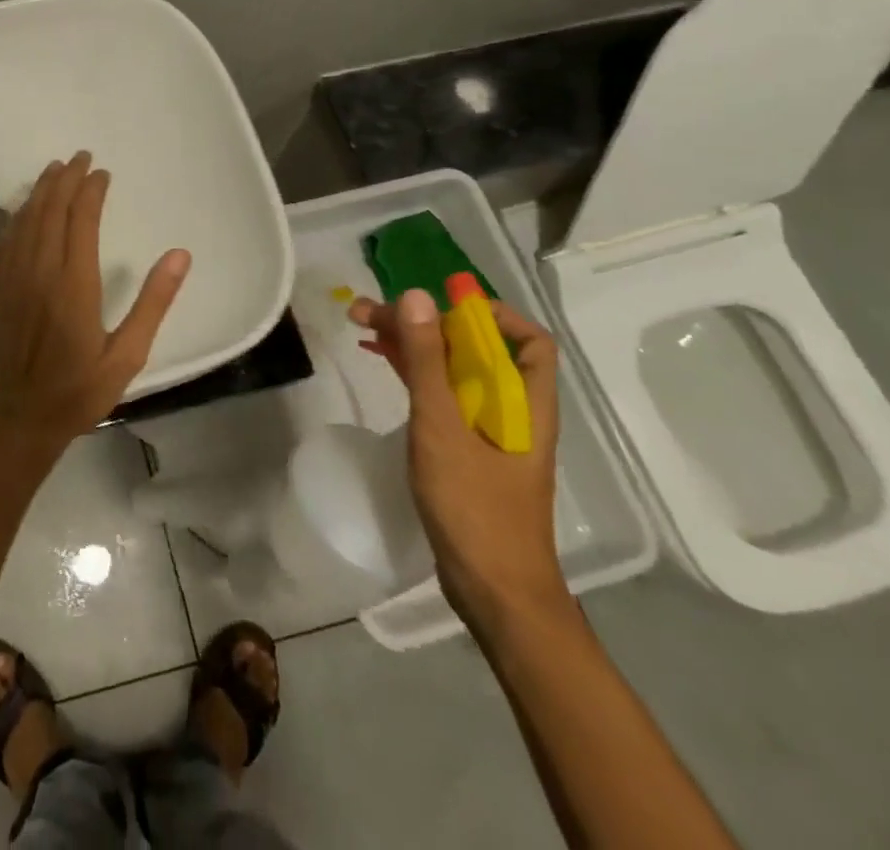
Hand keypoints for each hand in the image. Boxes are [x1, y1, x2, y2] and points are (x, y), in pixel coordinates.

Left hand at [0, 152, 191, 457]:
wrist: (16, 419)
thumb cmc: (77, 392)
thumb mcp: (127, 356)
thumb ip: (153, 303)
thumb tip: (180, 255)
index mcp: (74, 285)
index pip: (82, 220)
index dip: (92, 191)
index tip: (102, 172)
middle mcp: (40, 272)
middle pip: (51, 210)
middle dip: (67, 179)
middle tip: (81, 157)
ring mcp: (14, 278)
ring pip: (27, 219)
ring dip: (42, 190)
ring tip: (56, 169)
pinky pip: (9, 238)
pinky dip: (20, 213)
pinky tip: (27, 206)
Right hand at [350, 289, 569, 638]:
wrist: (494, 593)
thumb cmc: (475, 507)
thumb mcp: (442, 427)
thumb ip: (428, 361)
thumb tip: (418, 296)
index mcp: (525, 401)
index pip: (527, 339)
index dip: (489, 313)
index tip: (438, 305)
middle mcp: (512, 409)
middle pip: (475, 349)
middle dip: (426, 323)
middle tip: (369, 312)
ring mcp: (488, 432)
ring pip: (453, 371)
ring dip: (413, 346)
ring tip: (362, 325)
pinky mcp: (467, 451)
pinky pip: (441, 397)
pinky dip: (414, 374)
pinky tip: (383, 363)